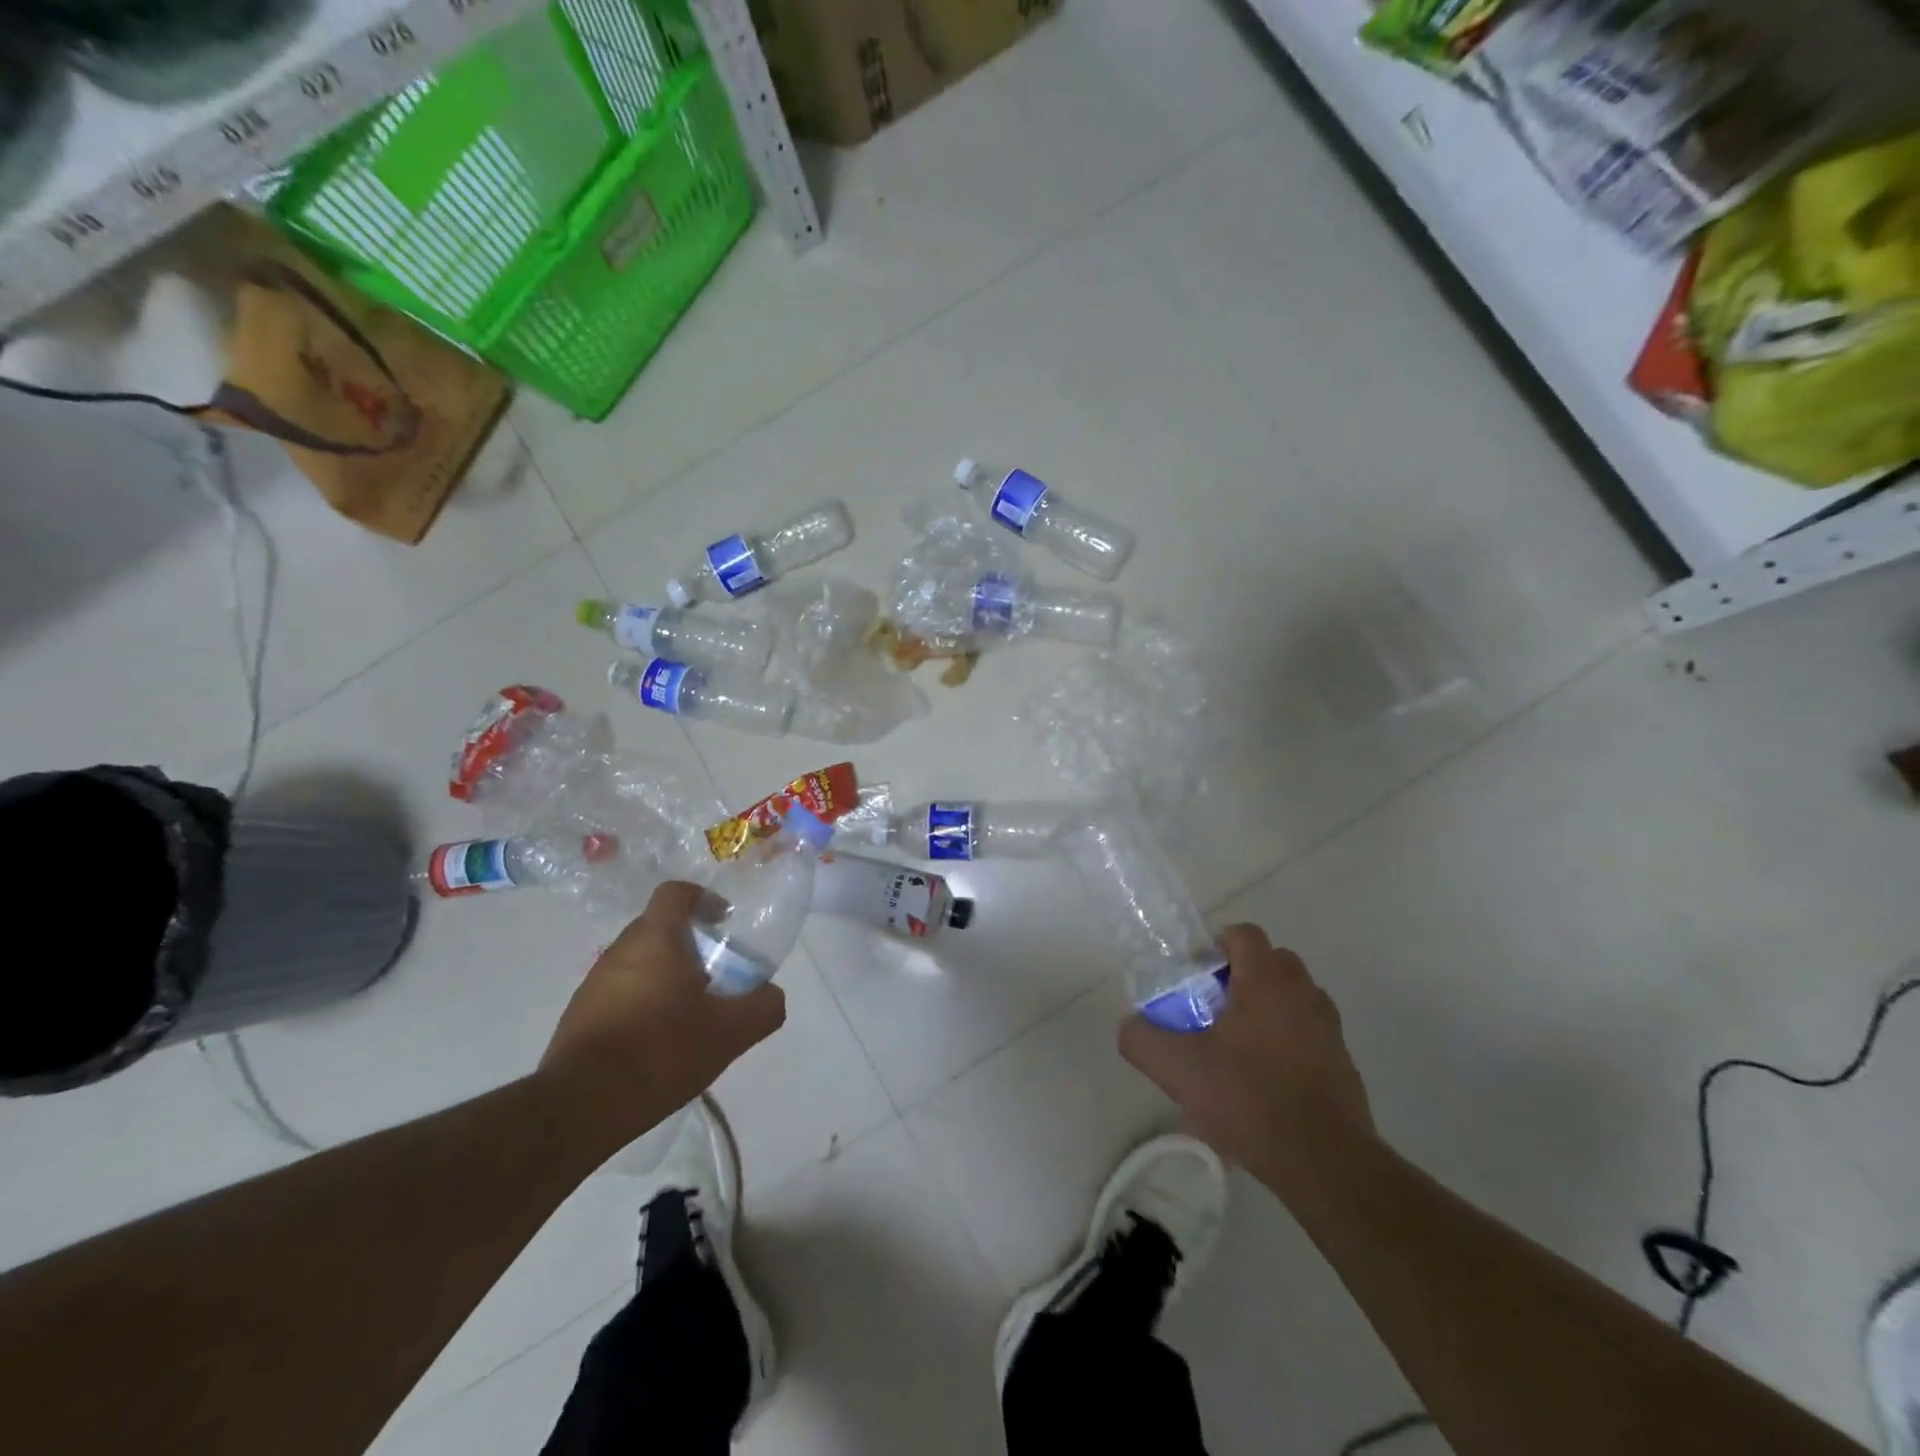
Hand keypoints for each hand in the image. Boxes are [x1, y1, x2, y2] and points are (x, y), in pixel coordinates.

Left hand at [538, 881, 785, 1154]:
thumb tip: (771, 994)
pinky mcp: (579, 1017)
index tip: (723, 921)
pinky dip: (643, 1004)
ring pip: (639, 963)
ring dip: (665, 976)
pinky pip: (620, 994)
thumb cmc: (661, 1050)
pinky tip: (658, 1042)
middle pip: (659, 928)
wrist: (580, 1107)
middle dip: (689, 944)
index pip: (676, 893)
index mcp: (655, 938)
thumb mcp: (730, 1032)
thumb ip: (762, 1007)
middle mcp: (620, 950)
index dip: (703, 899)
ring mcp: (593, 983)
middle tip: (716, 975)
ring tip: (690, 1014)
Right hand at [1119, 925, 1375, 1214]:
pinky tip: (1263, 1086)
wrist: (1326, 1164)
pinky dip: (1286, 1045)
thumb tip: (1131, 1025)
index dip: (1216, 946)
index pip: (1243, 934)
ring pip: (1291, 999)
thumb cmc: (1250, 1099)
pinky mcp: (1343, 1063)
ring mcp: (1328, 1028)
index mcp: (1267, 981)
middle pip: (1270, 963)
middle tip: (1212, 1013)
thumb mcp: (1177, 1069)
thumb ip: (1142, 1039)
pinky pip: (1307, 1035)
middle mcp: (1303, 993)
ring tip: (1236, 1053)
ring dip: (1264, 1011)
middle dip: (1240, 979)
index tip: (1196, 978)